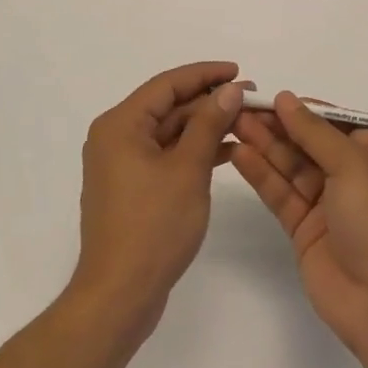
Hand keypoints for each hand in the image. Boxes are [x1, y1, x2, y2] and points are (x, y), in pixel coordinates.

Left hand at [70, 62, 244, 339]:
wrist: (119, 296)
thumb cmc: (153, 226)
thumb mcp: (188, 169)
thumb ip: (209, 124)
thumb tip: (229, 89)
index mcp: (121, 125)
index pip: (167, 84)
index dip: (205, 74)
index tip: (238, 71)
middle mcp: (116, 137)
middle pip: (168, 107)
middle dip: (209, 102)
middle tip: (250, 98)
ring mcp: (122, 165)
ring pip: (170, 132)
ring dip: (205, 127)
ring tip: (246, 122)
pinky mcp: (132, 189)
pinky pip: (166, 156)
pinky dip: (194, 152)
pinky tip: (228, 152)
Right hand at [229, 92, 367, 359]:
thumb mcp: (353, 166)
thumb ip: (314, 133)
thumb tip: (286, 98)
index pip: (333, 122)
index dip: (302, 109)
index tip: (269, 96)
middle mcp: (349, 176)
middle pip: (306, 142)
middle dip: (276, 125)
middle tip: (240, 108)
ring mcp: (324, 203)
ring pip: (289, 166)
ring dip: (263, 145)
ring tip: (232, 124)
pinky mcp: (302, 228)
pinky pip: (279, 193)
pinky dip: (260, 174)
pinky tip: (239, 155)